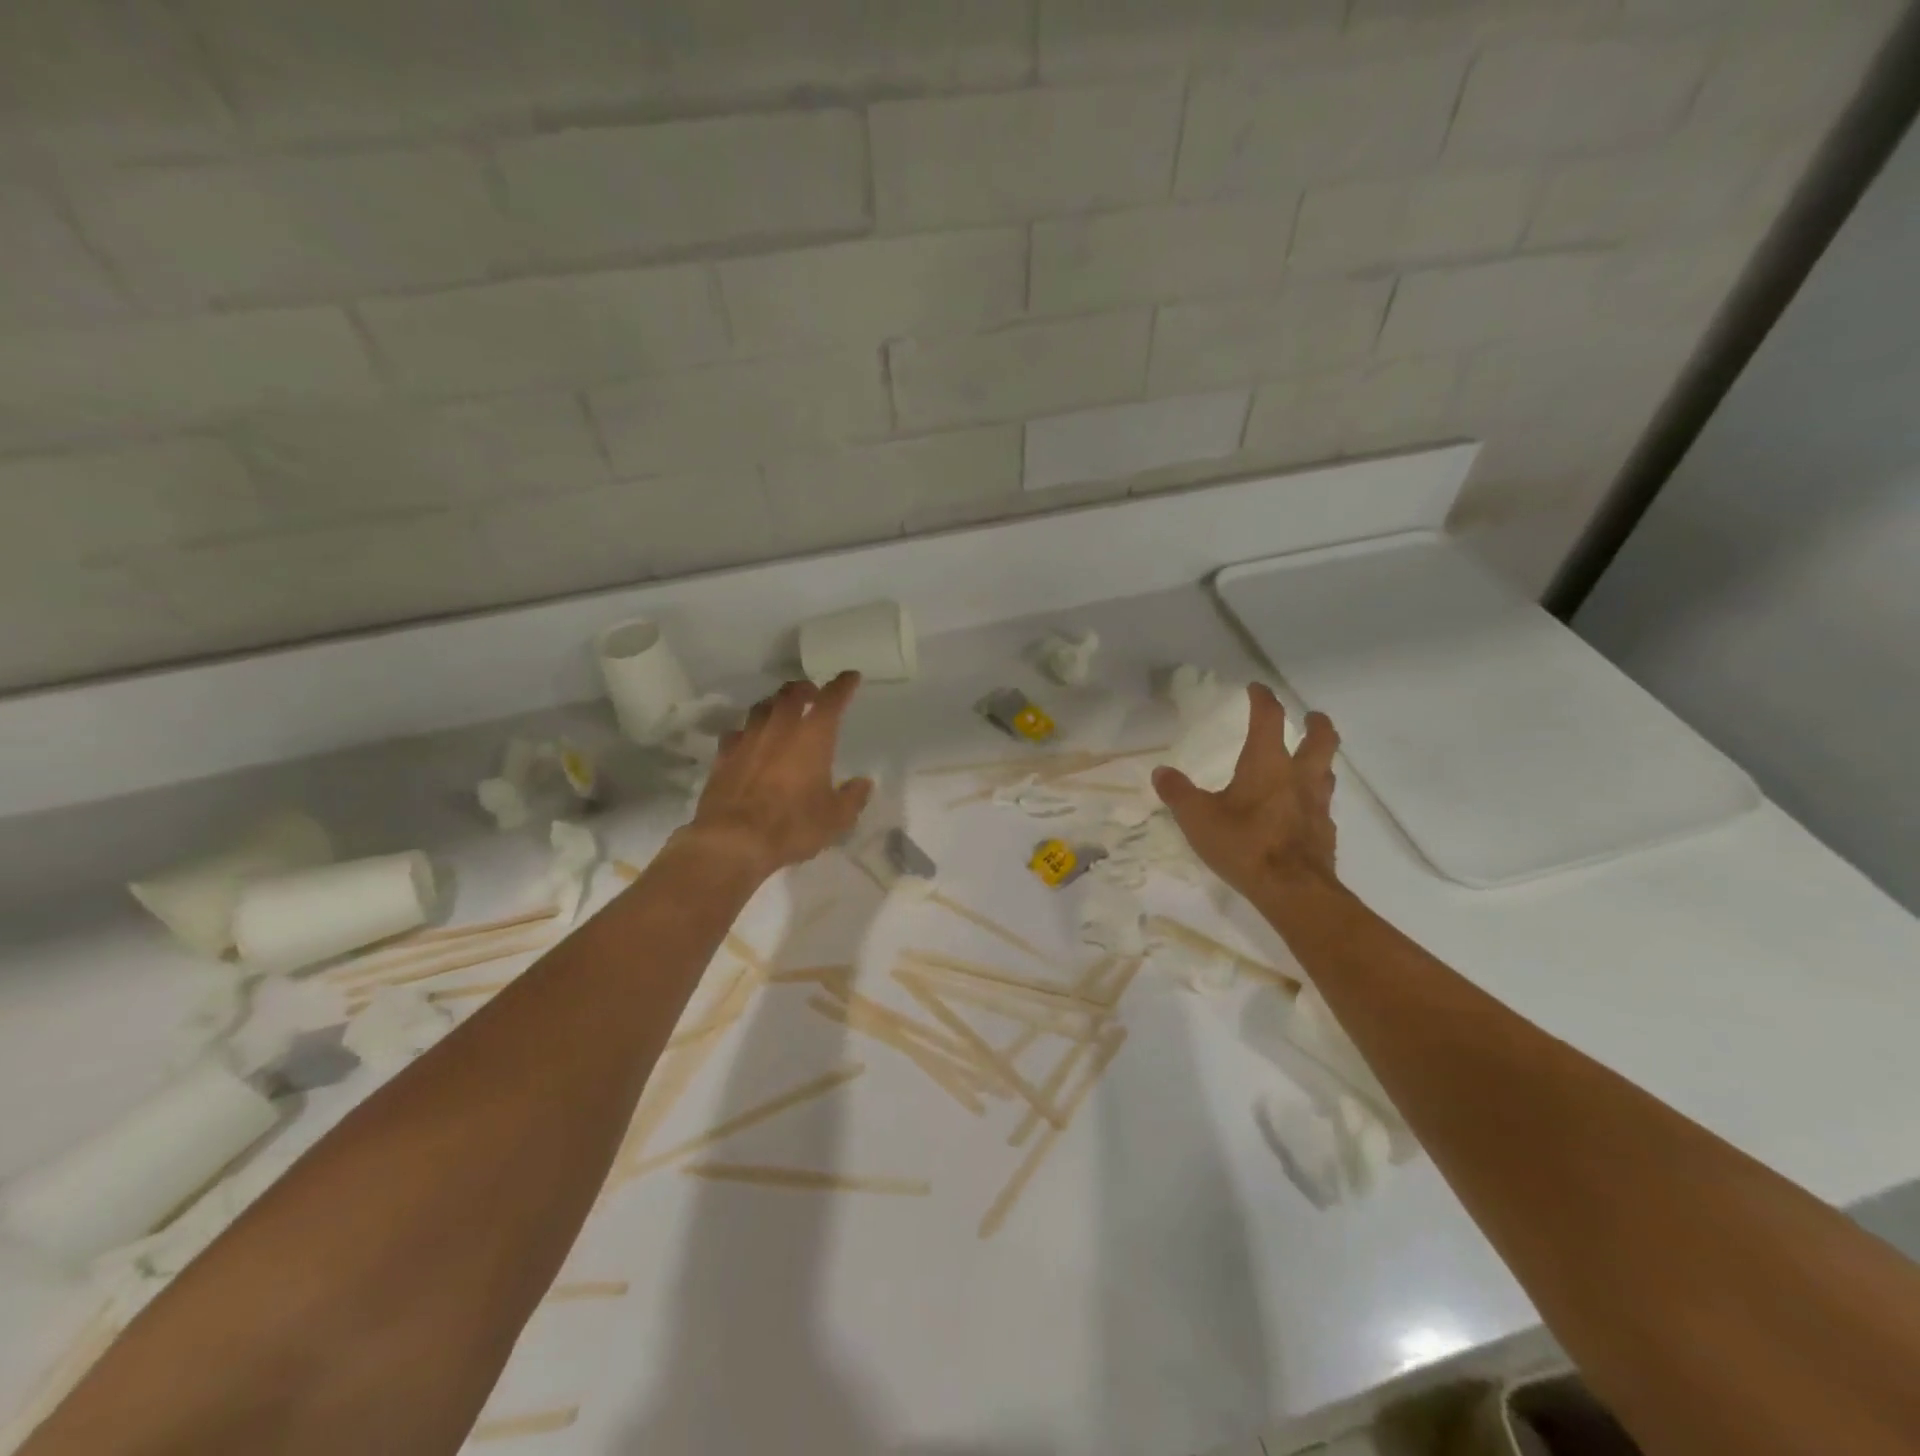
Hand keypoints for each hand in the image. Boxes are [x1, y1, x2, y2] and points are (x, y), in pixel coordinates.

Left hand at [688, 672, 873, 877]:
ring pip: (763, 707)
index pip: (832, 698)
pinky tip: (750, 741)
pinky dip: (749, 731)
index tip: (851, 677)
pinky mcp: (724, 756)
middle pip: (792, 693)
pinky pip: (738, 732)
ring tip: (782, 712)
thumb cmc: (792, 825)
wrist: (733, 840)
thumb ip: (852, 798)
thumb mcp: (836, 818)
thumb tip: (863, 783)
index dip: (843, 685)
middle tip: (813, 693)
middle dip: (805, 688)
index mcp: (813, 735)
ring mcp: (748, 738)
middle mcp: (780, 727)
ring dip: (776, 704)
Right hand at [1152, 685, 1340, 903]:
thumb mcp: (1197, 818)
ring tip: (1308, 761)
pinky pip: (1323, 805)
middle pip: (1320, 739)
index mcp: (1267, 763)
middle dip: (1315, 724)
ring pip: (1327, 771)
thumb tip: (1161, 772)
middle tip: (1310, 717)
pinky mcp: (1324, 832)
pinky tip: (1301, 811)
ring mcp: (1317, 805)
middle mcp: (1298, 776)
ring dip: (1319, 760)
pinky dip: (1314, 799)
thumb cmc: (1244, 845)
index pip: (1269, 718)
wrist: (1293, 890)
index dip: (1263, 699)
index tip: (1257, 688)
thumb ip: (1178, 793)